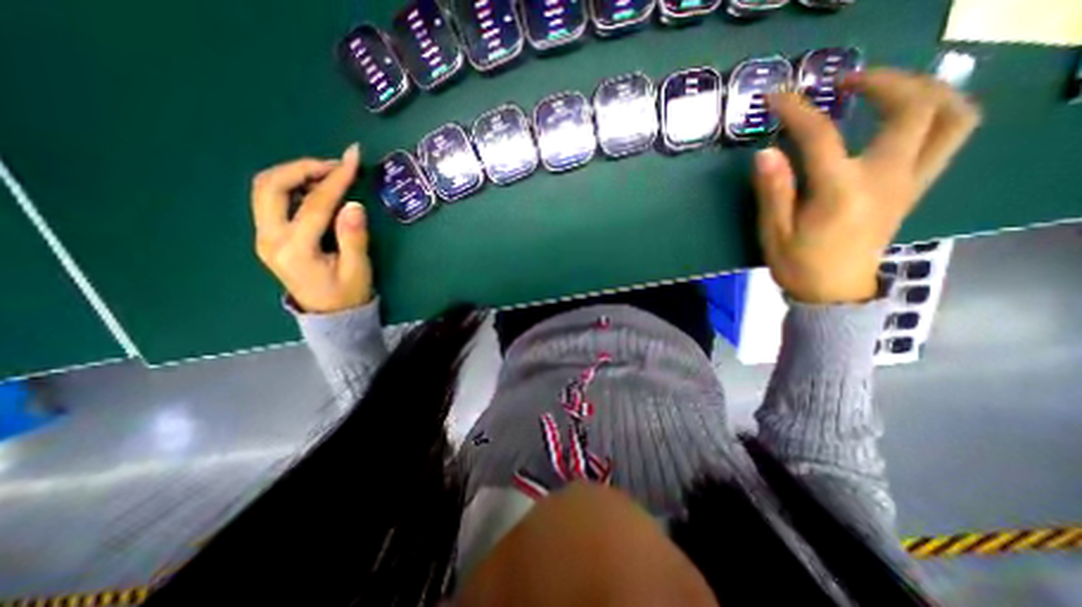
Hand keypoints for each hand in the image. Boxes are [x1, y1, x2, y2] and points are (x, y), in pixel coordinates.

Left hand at [251, 142, 373, 312]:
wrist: (329, 315)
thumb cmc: (347, 294)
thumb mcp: (357, 269)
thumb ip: (354, 238)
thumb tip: (354, 205)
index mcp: (295, 250)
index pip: (315, 204)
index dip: (336, 179)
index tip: (353, 159)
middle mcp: (270, 239)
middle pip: (272, 186)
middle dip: (303, 168)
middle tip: (335, 165)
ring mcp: (264, 236)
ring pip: (266, 189)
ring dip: (295, 174)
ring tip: (328, 174)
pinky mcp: (269, 235)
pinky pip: (272, 200)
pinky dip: (292, 185)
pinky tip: (316, 189)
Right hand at [754, 69, 981, 305]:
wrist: (835, 292)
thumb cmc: (799, 264)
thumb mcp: (774, 232)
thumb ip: (773, 191)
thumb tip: (765, 153)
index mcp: (842, 191)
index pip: (821, 136)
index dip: (797, 110)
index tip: (777, 97)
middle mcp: (886, 178)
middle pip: (914, 107)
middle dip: (882, 82)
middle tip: (844, 83)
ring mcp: (909, 181)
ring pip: (952, 117)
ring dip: (925, 90)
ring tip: (885, 89)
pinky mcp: (913, 188)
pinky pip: (948, 137)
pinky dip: (936, 113)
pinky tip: (901, 117)